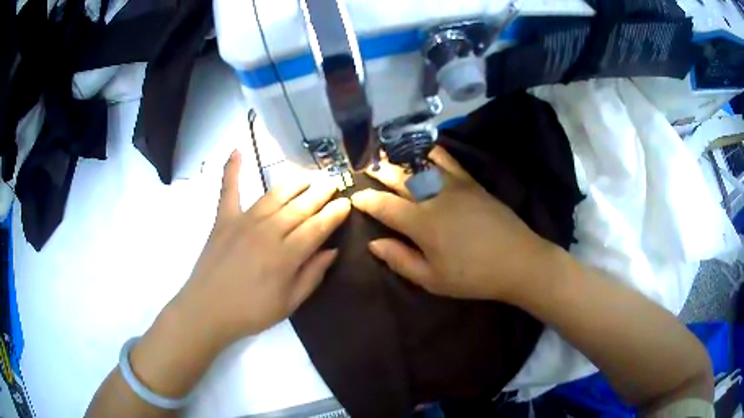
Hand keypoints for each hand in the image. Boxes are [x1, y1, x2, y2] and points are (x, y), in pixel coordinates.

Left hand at [172, 151, 350, 348]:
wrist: (208, 311)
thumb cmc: (251, 312)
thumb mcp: (289, 304)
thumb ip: (312, 275)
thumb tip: (332, 250)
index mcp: (286, 256)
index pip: (318, 227)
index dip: (334, 214)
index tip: (346, 203)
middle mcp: (268, 231)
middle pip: (300, 207)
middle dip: (320, 193)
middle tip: (334, 182)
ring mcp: (243, 221)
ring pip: (275, 195)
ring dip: (294, 182)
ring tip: (309, 175)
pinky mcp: (223, 219)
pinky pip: (228, 189)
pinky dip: (231, 170)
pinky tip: (236, 150)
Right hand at [350, 146, 554, 301]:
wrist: (518, 261)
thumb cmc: (473, 276)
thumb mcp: (432, 279)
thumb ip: (401, 260)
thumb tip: (374, 244)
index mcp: (422, 223)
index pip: (385, 206)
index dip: (366, 200)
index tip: (354, 196)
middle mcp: (434, 197)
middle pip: (399, 178)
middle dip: (378, 172)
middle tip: (364, 167)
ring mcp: (455, 185)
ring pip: (420, 165)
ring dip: (400, 157)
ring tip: (385, 152)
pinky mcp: (471, 183)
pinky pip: (448, 160)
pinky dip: (432, 152)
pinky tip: (423, 148)